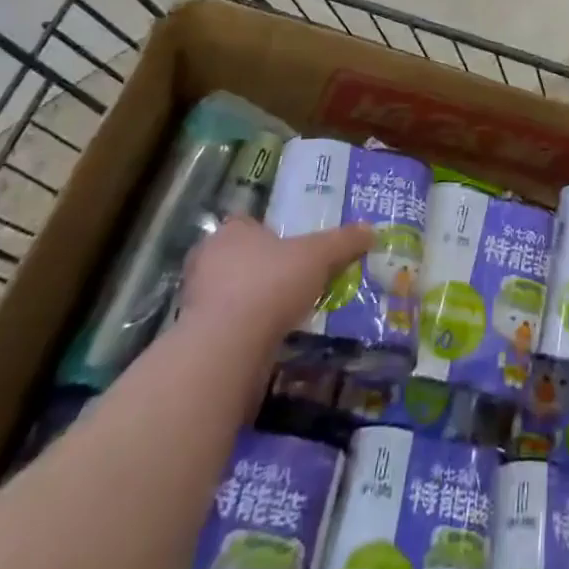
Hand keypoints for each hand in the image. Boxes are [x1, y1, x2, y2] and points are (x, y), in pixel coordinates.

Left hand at [178, 216, 372, 344]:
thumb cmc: (272, 283)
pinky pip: (227, 323)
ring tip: (285, 309)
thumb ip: (344, 242)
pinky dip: (246, 327)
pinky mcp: (197, 334)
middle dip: (261, 267)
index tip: (291, 249)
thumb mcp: (319, 255)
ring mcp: (197, 298)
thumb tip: (371, 230)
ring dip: (253, 299)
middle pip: (238, 257)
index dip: (269, 234)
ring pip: (231, 291)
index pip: (247, 224)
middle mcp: (207, 259)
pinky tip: (269, 335)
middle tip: (292, 278)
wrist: (228, 344)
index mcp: (231, 231)